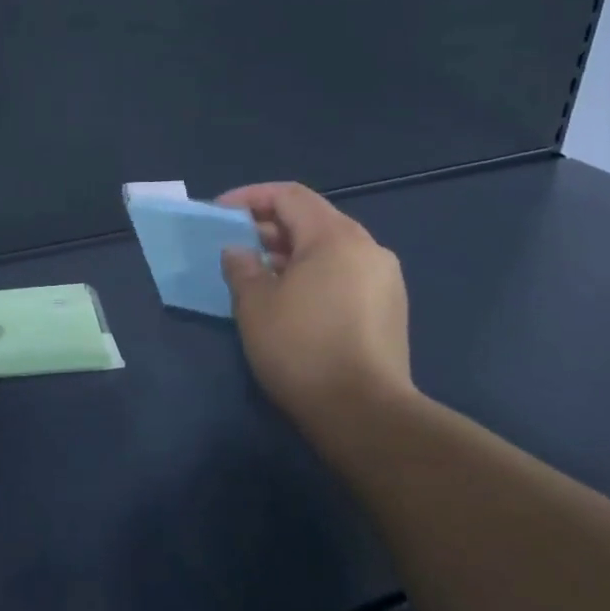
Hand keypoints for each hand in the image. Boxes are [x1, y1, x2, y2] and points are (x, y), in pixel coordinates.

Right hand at [217, 182, 414, 428]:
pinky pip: (344, 273)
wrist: (365, 415)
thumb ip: (242, 267)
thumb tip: (239, 251)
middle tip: (236, 244)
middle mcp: (367, 248)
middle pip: (312, 219)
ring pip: (330, 248)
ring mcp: (384, 279)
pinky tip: (290, 300)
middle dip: (269, 226)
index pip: (289, 195)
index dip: (250, 197)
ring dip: (290, 252)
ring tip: (258, 273)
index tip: (220, 213)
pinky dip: (313, 274)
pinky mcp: (390, 309)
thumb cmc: (302, 349)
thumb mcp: (255, 304)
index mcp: (336, 237)